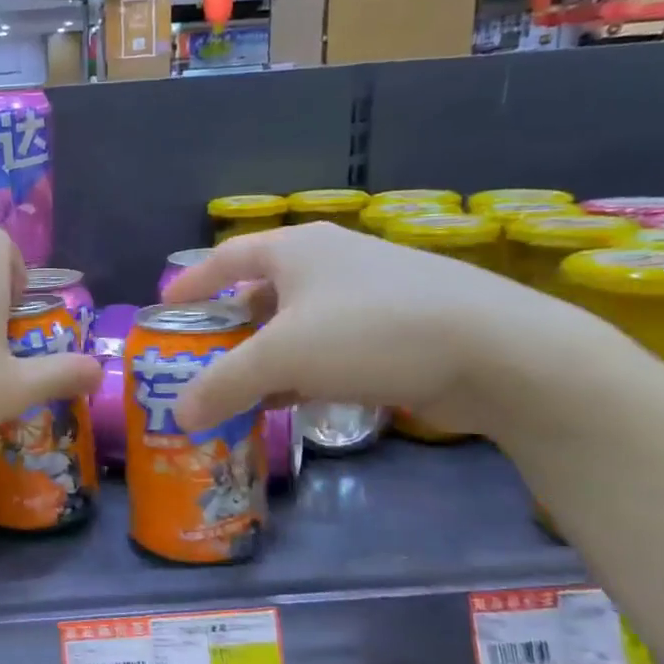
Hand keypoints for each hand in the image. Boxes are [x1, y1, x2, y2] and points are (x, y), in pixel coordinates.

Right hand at [163, 223, 586, 433]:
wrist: (499, 350)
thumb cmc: (370, 333)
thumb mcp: (282, 358)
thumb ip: (223, 384)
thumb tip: (178, 414)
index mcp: (297, 249)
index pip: (227, 257)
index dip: (192, 282)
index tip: (165, 309)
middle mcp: (331, 260)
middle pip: (262, 291)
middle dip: (230, 327)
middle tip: (202, 359)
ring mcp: (370, 291)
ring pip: (299, 322)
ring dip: (268, 354)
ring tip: (242, 388)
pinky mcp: (401, 324)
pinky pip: (333, 344)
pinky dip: (307, 368)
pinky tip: (297, 399)